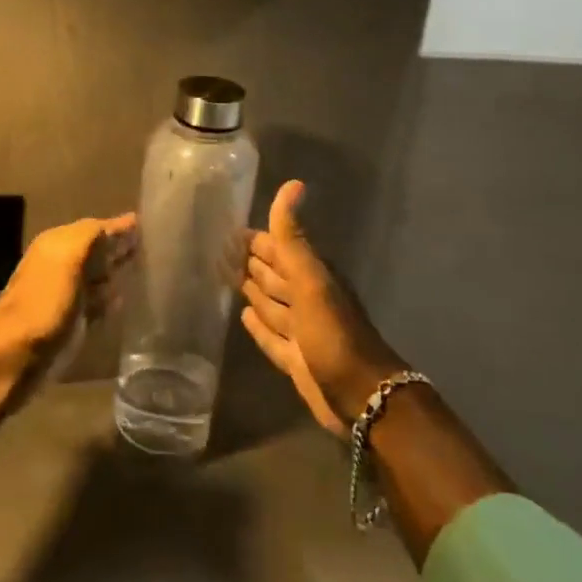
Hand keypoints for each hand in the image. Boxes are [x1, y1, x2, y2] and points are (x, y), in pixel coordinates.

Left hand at [0, 213, 137, 383]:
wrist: (16, 355)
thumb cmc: (44, 300)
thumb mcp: (67, 256)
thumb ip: (92, 235)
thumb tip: (124, 222)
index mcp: (58, 244)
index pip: (96, 228)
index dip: (121, 227)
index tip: (151, 224)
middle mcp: (62, 266)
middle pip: (98, 252)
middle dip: (121, 248)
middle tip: (155, 246)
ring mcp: (67, 296)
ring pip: (99, 278)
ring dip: (118, 274)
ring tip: (149, 270)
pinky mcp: (73, 325)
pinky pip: (98, 305)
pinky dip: (113, 300)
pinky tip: (129, 300)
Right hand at [241, 181, 404, 435]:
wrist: (362, 396)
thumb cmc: (333, 334)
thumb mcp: (311, 280)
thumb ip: (293, 239)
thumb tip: (292, 184)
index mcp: (311, 276)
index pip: (279, 249)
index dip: (257, 239)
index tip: (228, 229)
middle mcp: (306, 299)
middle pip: (274, 275)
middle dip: (251, 262)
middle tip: (220, 251)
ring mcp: (301, 330)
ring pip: (272, 304)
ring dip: (253, 291)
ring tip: (229, 278)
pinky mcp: (295, 358)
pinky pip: (271, 336)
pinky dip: (258, 326)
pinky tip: (243, 316)